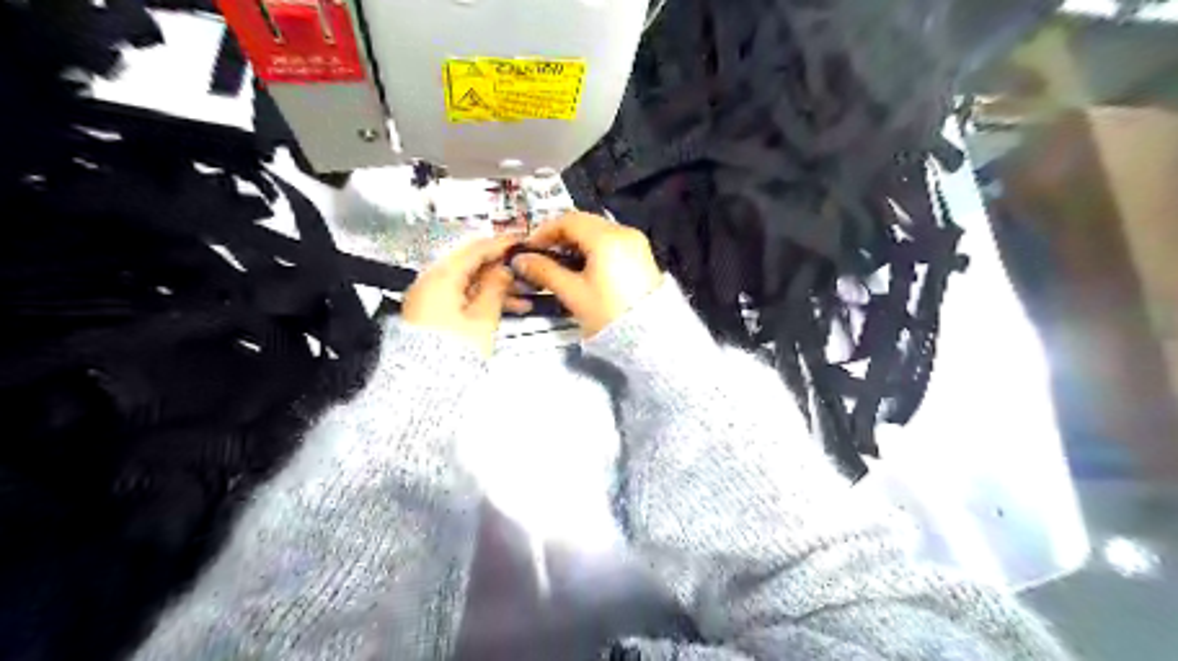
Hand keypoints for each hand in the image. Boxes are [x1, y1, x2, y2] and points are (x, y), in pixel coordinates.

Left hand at [406, 235, 534, 356]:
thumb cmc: (453, 350)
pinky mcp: (434, 314)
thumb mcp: (483, 317)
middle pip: (471, 266)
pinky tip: (508, 307)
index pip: (475, 250)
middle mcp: (432, 283)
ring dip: (497, 287)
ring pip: (470, 284)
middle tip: (526, 271)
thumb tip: (504, 269)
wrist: (424, 383)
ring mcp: (431, 299)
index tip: (520, 241)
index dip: (500, 244)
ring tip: (525, 295)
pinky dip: (484, 300)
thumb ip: (496, 287)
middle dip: (501, 269)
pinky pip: (463, 298)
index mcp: (442, 278)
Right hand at [513, 212, 666, 336]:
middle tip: (542, 255)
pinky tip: (582, 267)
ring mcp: (636, 242)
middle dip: (560, 236)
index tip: (529, 248)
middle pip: (584, 223)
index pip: (569, 220)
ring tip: (559, 264)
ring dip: (576, 242)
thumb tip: (520, 260)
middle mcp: (623, 232)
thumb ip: (545, 272)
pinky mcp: (641, 255)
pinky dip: (593, 249)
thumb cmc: (608, 313)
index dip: (545, 231)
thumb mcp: (573, 293)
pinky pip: (611, 242)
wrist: (650, 336)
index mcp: (606, 237)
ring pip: (598, 231)